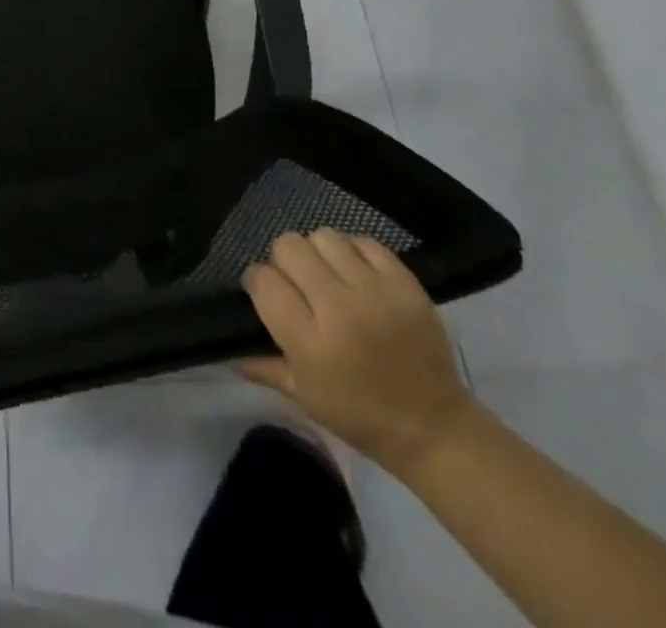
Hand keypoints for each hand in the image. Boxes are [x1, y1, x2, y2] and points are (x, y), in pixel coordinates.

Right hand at [240, 230, 475, 475]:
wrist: (435, 428)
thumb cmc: (360, 416)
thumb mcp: (304, 396)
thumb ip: (264, 366)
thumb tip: (230, 350)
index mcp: (309, 341)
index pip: (263, 280)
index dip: (259, 282)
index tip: (267, 294)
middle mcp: (338, 308)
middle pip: (289, 247)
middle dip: (285, 261)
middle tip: (298, 283)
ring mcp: (375, 292)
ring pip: (324, 237)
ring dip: (318, 253)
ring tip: (327, 274)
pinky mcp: (405, 284)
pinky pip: (365, 242)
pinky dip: (354, 252)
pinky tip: (356, 273)